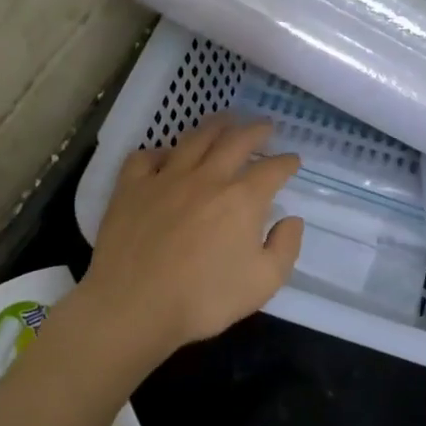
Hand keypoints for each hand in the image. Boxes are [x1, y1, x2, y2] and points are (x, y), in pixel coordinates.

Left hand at [80, 116, 303, 355]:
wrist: (133, 306)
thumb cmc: (203, 299)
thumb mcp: (263, 283)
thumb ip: (285, 247)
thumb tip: (292, 219)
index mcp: (243, 199)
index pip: (273, 170)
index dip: (287, 162)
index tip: (293, 161)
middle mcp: (208, 178)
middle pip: (236, 141)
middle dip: (256, 131)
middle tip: (265, 126)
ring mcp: (166, 178)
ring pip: (195, 139)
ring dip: (215, 125)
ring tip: (225, 119)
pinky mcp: (132, 187)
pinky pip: (145, 157)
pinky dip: (159, 152)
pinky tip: (165, 156)